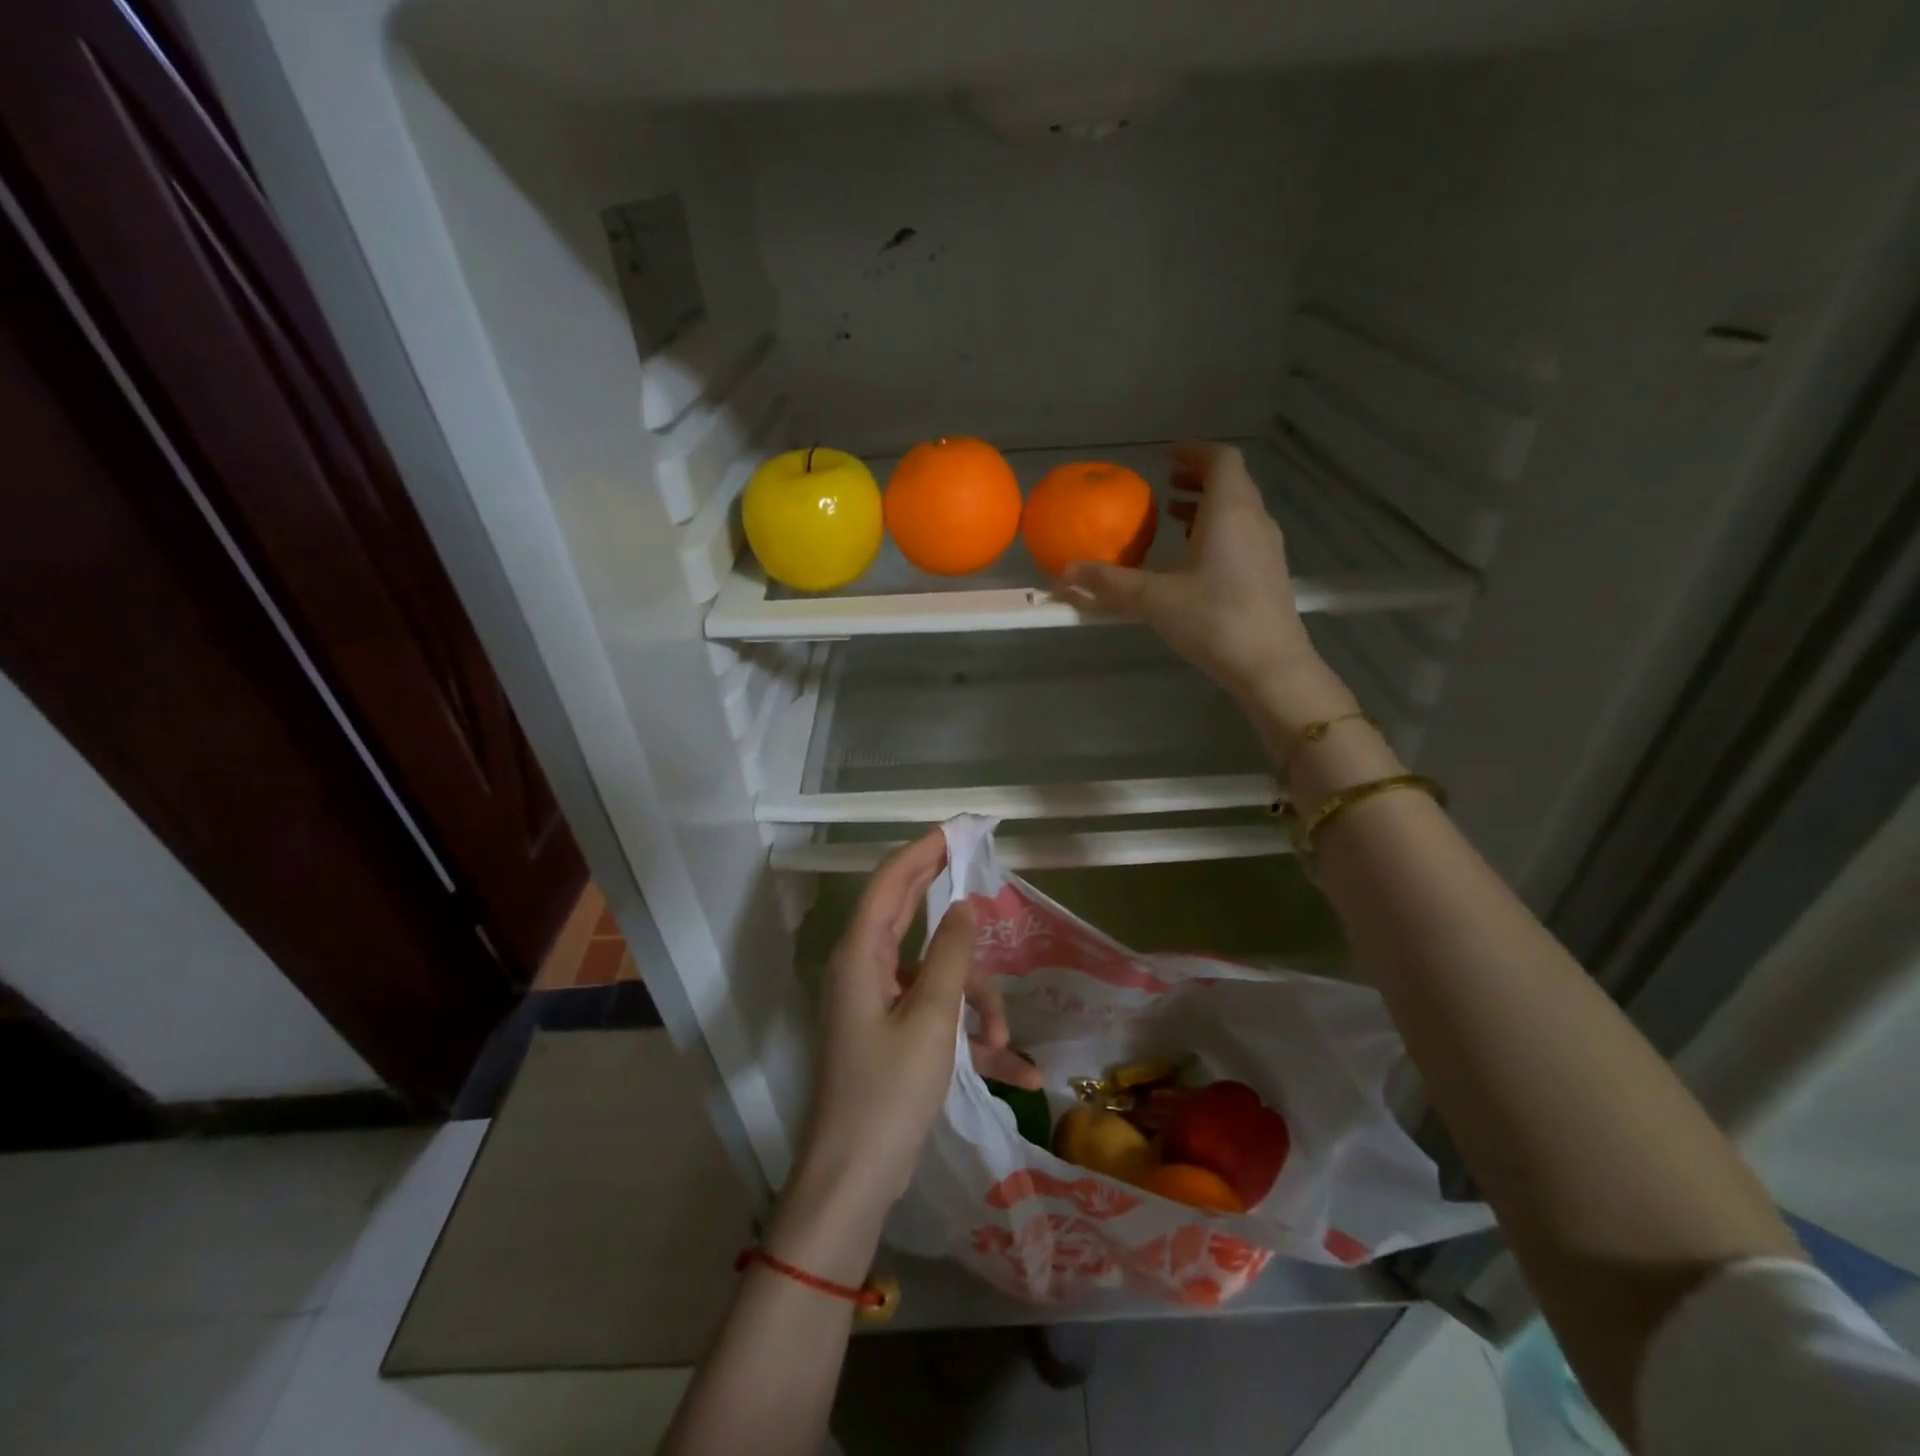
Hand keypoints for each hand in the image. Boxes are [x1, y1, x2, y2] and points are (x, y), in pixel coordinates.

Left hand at [800, 830, 1039, 1213]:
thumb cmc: (888, 1093)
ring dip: (976, 1001)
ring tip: (1006, 1043)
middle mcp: (864, 969)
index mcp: (862, 954)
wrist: (851, 1182)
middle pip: (909, 914)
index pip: (891, 881)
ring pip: (935, 975)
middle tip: (985, 873)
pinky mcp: (890, 1036)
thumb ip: (948, 955)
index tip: (957, 830)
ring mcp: (876, 1004)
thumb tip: (965, 905)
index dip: (923, 851)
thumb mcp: (931, 1019)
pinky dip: (968, 1035)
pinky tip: (1016, 1069)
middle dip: (951, 902)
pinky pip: (935, 1017)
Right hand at [1065, 443, 1354, 734]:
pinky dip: (1217, 529)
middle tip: (1164, 484)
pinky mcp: (1269, 572)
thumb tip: (1064, 574)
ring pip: (1239, 508)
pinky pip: (1242, 533)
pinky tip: (1193, 558)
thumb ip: (1109, 583)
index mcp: (1229, 511)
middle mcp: (1253, 520)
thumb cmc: (1214, 620)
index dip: (1193, 452)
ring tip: (1173, 517)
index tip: (1164, 458)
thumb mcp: (1154, 600)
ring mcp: (1266, 547)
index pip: (1220, 459)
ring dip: (1207, 505)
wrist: (1270, 665)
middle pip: (1231, 481)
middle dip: (1197, 477)